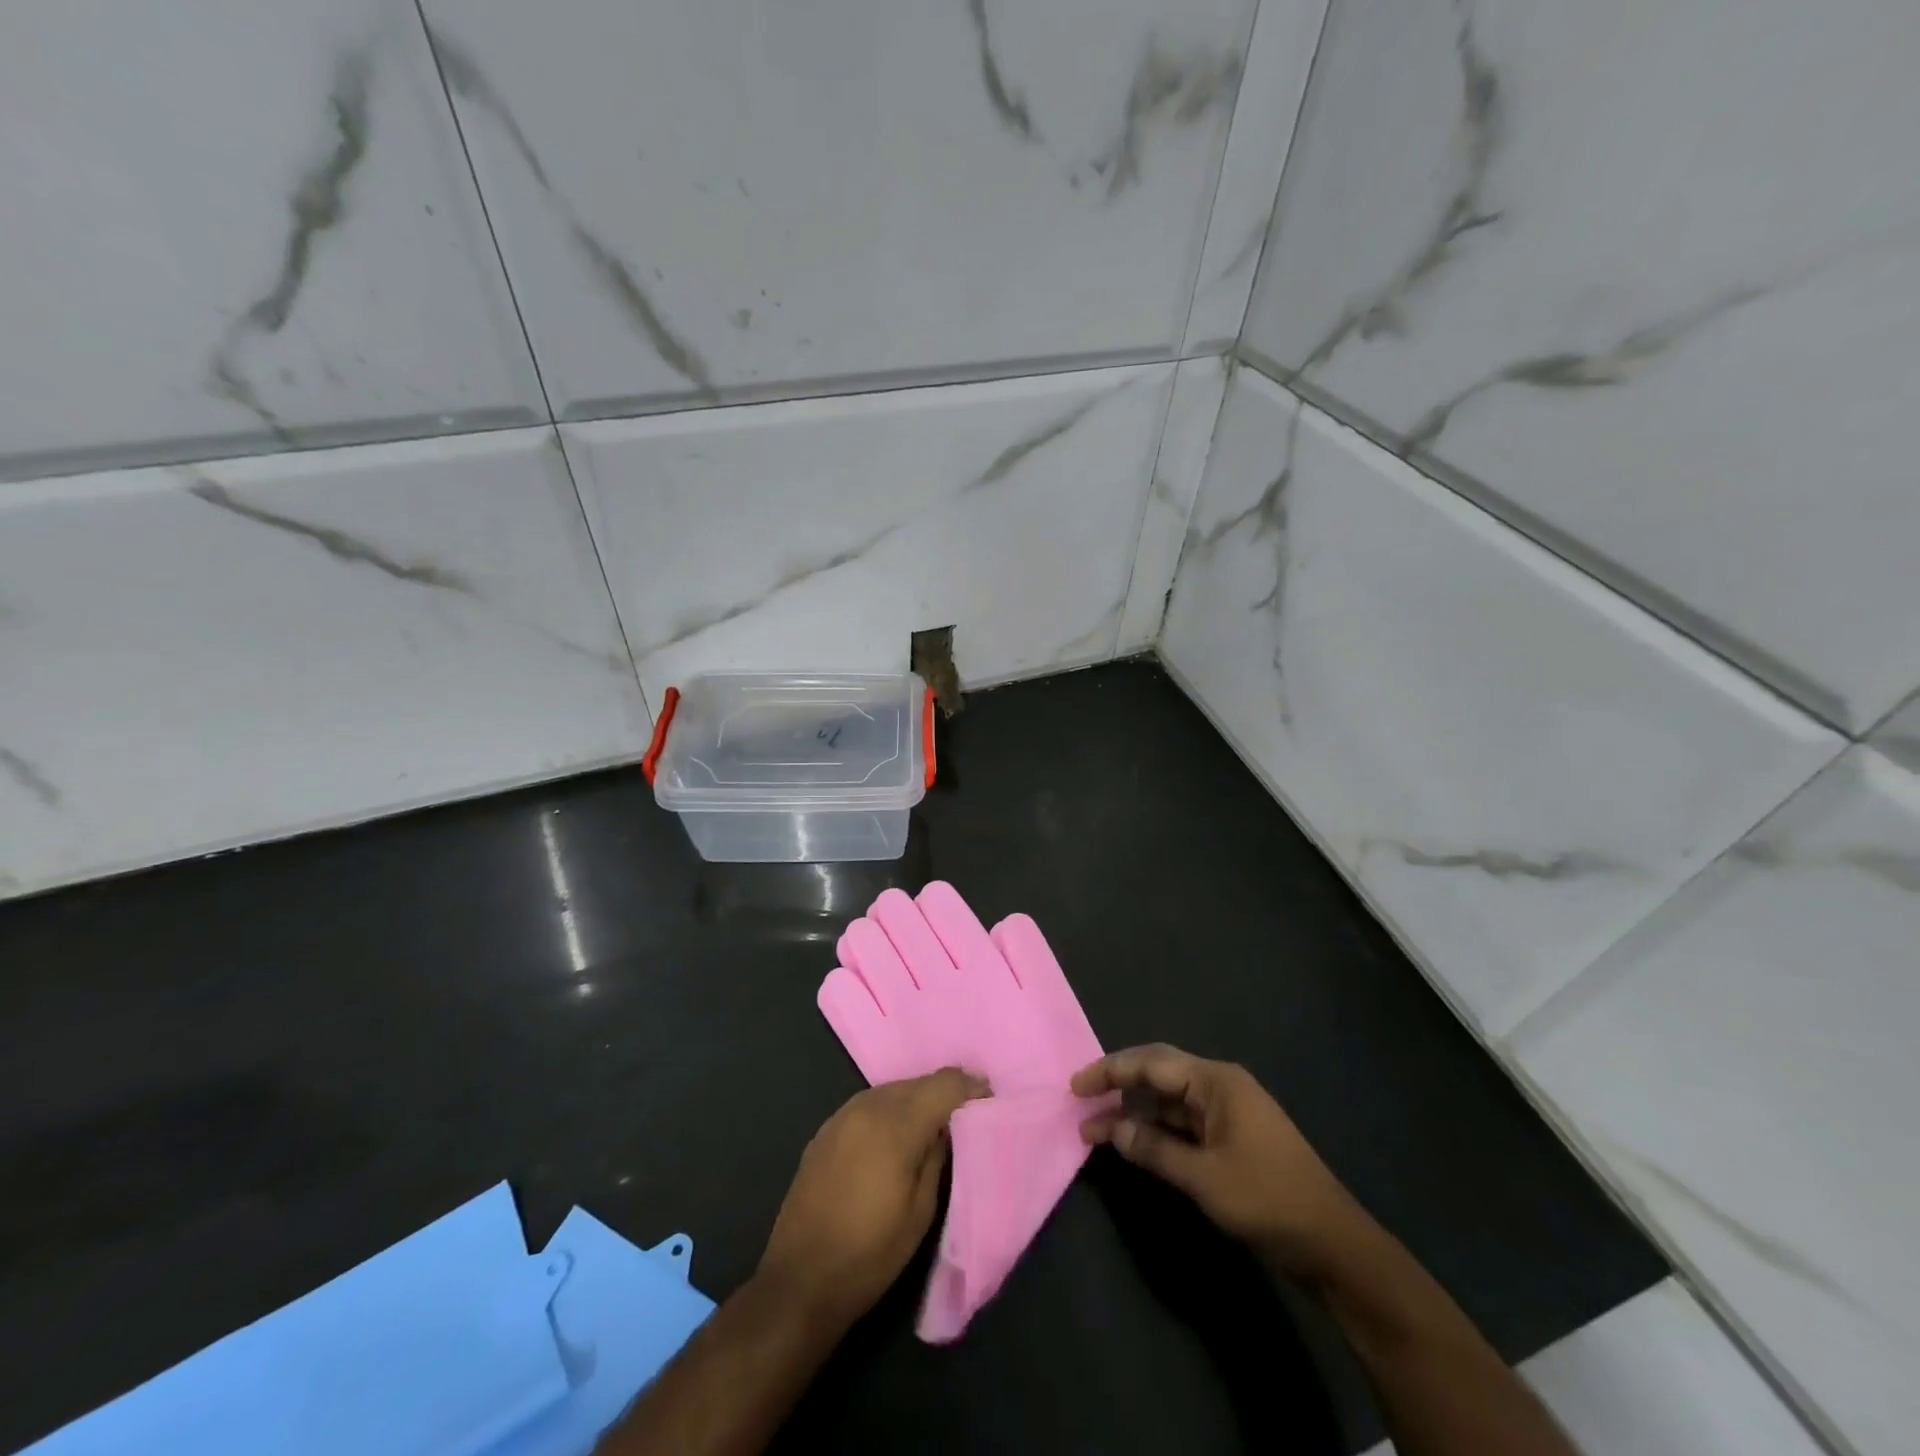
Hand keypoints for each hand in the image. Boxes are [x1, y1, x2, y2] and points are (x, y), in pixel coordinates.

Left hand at [758, 1068, 988, 1331]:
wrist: (800, 1280)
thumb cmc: (870, 1254)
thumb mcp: (921, 1211)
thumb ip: (938, 1156)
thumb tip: (948, 1125)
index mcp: (896, 1125)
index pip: (944, 1084)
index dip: (970, 1086)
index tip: (988, 1098)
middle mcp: (868, 1106)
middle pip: (918, 1082)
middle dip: (944, 1093)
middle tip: (964, 1114)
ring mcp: (842, 1114)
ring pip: (893, 1090)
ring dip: (916, 1100)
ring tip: (932, 1126)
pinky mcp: (826, 1129)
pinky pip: (870, 1104)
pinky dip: (890, 1111)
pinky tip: (895, 1137)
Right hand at [1074, 1044, 1357, 1280]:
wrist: (1334, 1245)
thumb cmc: (1267, 1199)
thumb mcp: (1204, 1178)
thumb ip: (1154, 1150)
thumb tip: (1112, 1130)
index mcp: (1216, 1081)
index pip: (1151, 1063)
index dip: (1110, 1071)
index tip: (1075, 1087)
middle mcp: (1220, 1086)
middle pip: (1158, 1074)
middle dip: (1118, 1086)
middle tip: (1080, 1101)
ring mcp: (1227, 1113)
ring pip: (1169, 1102)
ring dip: (1135, 1114)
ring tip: (1096, 1131)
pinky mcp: (1231, 1140)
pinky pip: (1183, 1124)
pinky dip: (1156, 1132)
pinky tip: (1134, 1145)